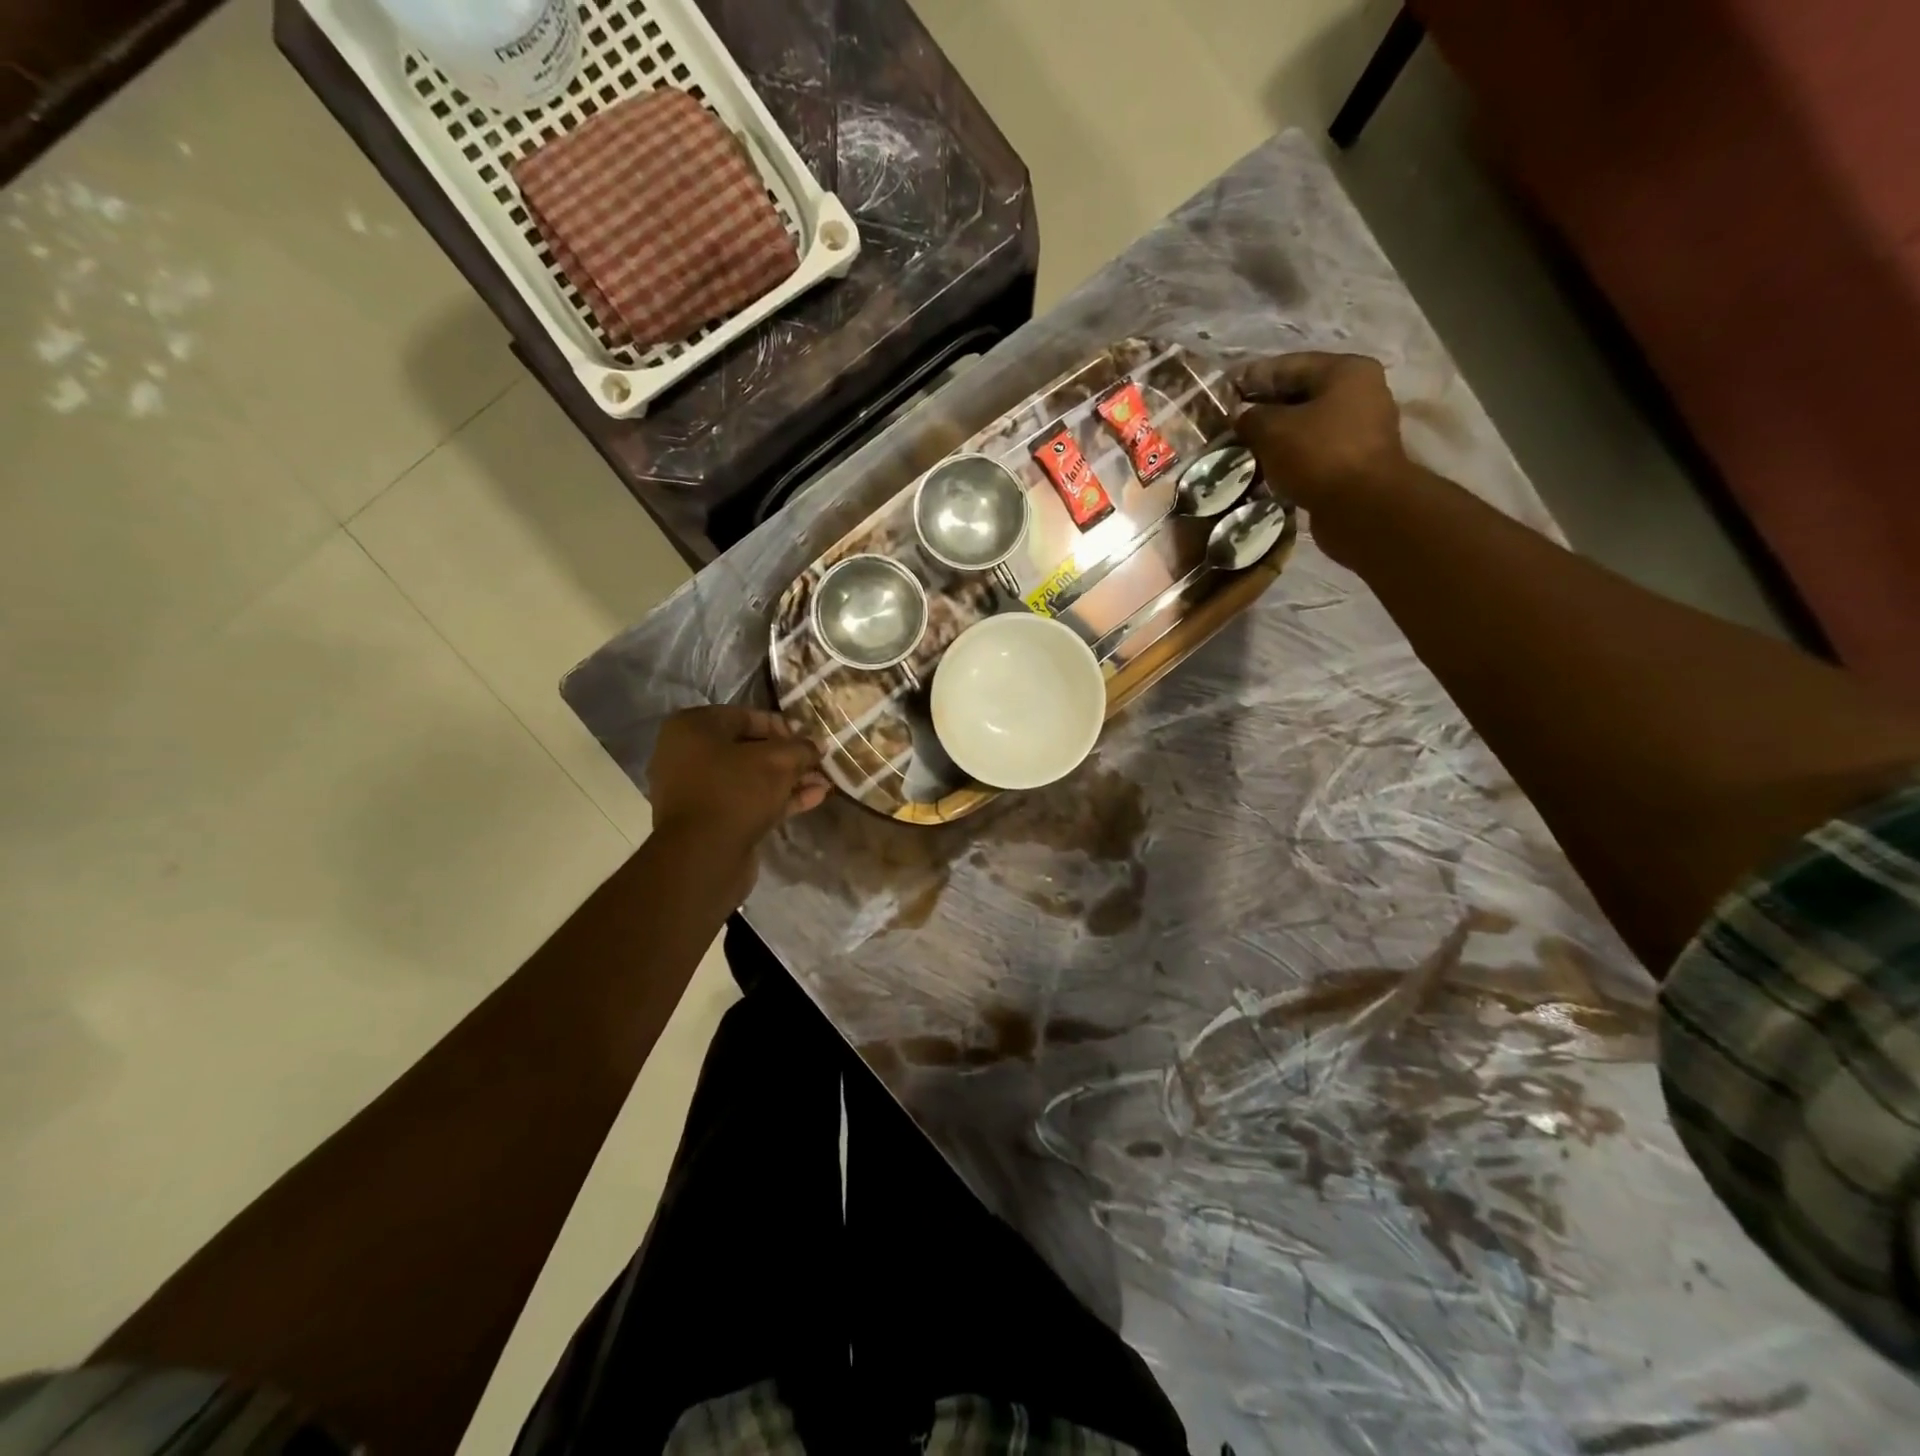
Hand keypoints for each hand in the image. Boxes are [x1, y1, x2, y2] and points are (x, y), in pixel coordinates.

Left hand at [647, 707, 828, 881]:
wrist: (702, 857)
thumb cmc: (735, 791)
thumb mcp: (778, 761)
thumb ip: (802, 748)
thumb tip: (817, 744)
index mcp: (692, 728)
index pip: (746, 716)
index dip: (783, 726)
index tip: (810, 738)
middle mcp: (687, 755)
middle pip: (748, 749)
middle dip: (788, 757)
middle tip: (818, 762)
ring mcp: (696, 790)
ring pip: (750, 778)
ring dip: (788, 779)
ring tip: (824, 782)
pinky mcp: (709, 820)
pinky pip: (747, 801)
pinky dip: (777, 799)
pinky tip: (814, 799)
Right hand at [1232, 352, 1410, 562]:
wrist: (1362, 508)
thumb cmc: (1318, 455)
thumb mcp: (1272, 430)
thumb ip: (1250, 417)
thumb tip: (1240, 416)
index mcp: (1345, 371)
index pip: (1288, 365)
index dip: (1252, 377)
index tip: (1224, 392)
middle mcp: (1360, 392)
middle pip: (1300, 395)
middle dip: (1264, 409)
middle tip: (1230, 424)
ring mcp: (1361, 428)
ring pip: (1307, 425)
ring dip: (1276, 436)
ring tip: (1243, 448)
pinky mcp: (1355, 461)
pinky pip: (1314, 451)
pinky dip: (1290, 457)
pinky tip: (1266, 468)